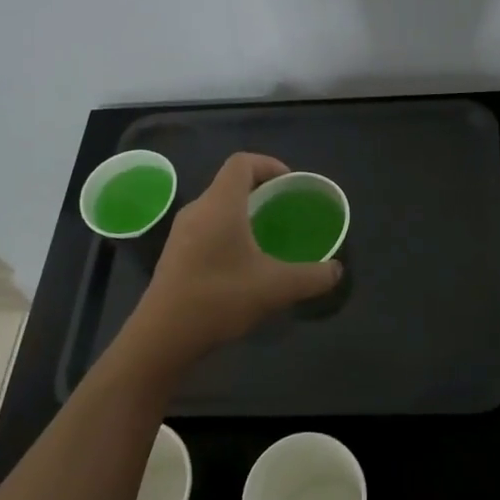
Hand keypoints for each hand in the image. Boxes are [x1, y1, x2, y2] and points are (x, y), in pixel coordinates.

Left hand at [120, 152, 341, 374]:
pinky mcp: (174, 253)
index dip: (269, 164)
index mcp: (221, 204)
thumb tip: (337, 271)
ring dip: (243, 212)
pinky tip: (242, 262)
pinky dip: (228, 230)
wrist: (162, 337)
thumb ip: (312, 277)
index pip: (242, 162)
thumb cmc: (219, 298)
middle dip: (260, 190)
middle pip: (230, 183)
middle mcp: (198, 209)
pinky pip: (206, 226)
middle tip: (284, 210)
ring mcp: (182, 232)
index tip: (289, 184)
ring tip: (267, 235)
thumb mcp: (276, 288)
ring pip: (217, 206)